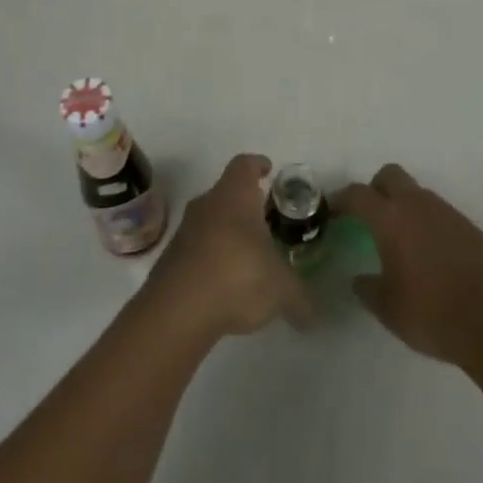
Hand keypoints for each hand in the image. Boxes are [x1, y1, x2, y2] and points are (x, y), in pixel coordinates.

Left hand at [142, 154, 312, 340]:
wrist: (177, 310)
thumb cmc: (238, 275)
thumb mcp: (281, 288)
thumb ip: (299, 298)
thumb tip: (312, 317)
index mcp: (235, 195)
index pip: (245, 165)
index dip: (257, 165)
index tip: (268, 170)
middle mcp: (207, 203)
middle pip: (226, 192)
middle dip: (245, 205)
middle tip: (265, 221)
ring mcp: (184, 231)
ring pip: (210, 221)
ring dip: (226, 234)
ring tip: (247, 258)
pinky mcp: (170, 260)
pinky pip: (196, 250)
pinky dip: (211, 260)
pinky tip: (225, 286)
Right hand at [334, 163, 482, 368]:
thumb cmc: (430, 312)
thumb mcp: (388, 308)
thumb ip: (368, 289)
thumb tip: (359, 280)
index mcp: (390, 219)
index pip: (358, 194)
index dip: (342, 199)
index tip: (333, 211)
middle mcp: (417, 205)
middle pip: (390, 175)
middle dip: (376, 188)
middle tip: (370, 215)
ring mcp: (447, 212)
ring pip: (418, 193)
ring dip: (406, 207)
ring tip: (403, 241)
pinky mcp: (469, 226)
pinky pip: (442, 215)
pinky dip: (431, 226)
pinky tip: (433, 256)